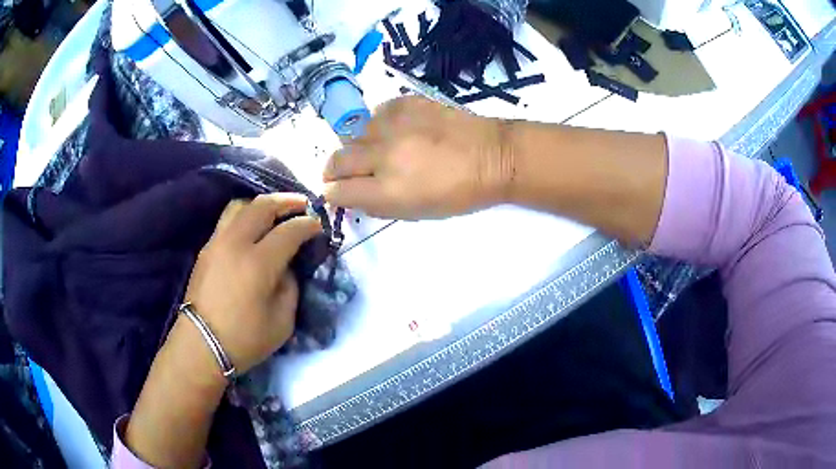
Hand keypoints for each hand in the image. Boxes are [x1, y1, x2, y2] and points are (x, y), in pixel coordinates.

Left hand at [184, 194, 322, 374]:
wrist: (201, 346)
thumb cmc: (244, 339)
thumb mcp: (283, 321)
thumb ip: (290, 287)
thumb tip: (286, 266)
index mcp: (259, 263)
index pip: (289, 230)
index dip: (308, 225)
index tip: (319, 225)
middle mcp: (236, 243)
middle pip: (263, 206)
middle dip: (287, 201)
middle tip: (303, 205)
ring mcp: (217, 242)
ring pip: (240, 205)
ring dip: (262, 204)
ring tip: (275, 211)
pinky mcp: (206, 248)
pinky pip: (227, 219)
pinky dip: (245, 215)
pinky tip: (253, 227)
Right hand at [323, 96, 514, 219]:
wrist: (494, 156)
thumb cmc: (459, 193)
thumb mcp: (417, 212)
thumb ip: (378, 204)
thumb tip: (351, 194)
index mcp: (389, 190)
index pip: (338, 191)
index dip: (333, 194)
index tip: (335, 192)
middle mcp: (384, 155)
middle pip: (337, 160)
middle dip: (334, 171)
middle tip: (343, 174)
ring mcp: (394, 124)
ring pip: (354, 134)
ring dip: (359, 146)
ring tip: (378, 150)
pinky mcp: (406, 102)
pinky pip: (376, 113)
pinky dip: (379, 125)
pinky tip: (395, 130)